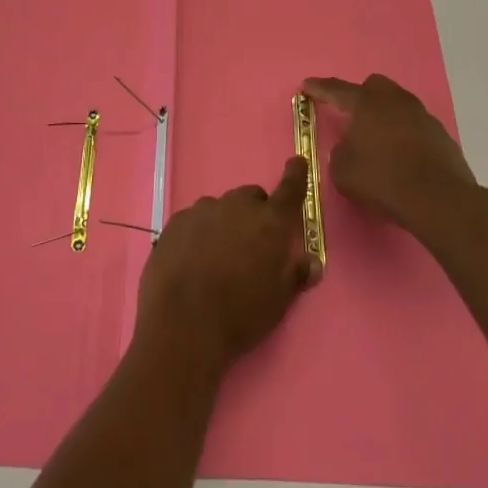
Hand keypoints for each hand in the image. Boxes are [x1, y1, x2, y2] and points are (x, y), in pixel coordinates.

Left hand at [134, 157, 321, 376]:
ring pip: (221, 208)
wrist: (183, 325)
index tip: (297, 162)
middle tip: (252, 246)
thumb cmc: (240, 315)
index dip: (295, 175)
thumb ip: (296, 274)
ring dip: (225, 224)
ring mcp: (203, 210)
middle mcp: (237, 207)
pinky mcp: (176, 221)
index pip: (289, 189)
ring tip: (218, 259)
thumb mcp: (278, 302)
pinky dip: (199, 234)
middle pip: (251, 198)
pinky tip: (193, 262)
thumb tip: (311, 261)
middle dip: (255, 214)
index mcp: (270, 223)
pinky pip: (195, 220)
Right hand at [303, 74, 481, 238]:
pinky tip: (403, 159)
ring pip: (398, 106)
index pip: (336, 90)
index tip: (307, 85)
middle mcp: (394, 100)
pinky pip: (416, 128)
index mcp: (365, 102)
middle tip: (353, 117)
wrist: (438, 199)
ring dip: (386, 118)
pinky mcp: (441, 135)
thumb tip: (350, 149)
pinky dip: (406, 137)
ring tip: (379, 143)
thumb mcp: (343, 171)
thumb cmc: (382, 178)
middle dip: (361, 97)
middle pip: (374, 87)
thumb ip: (340, 153)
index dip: (319, 88)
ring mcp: (421, 115)